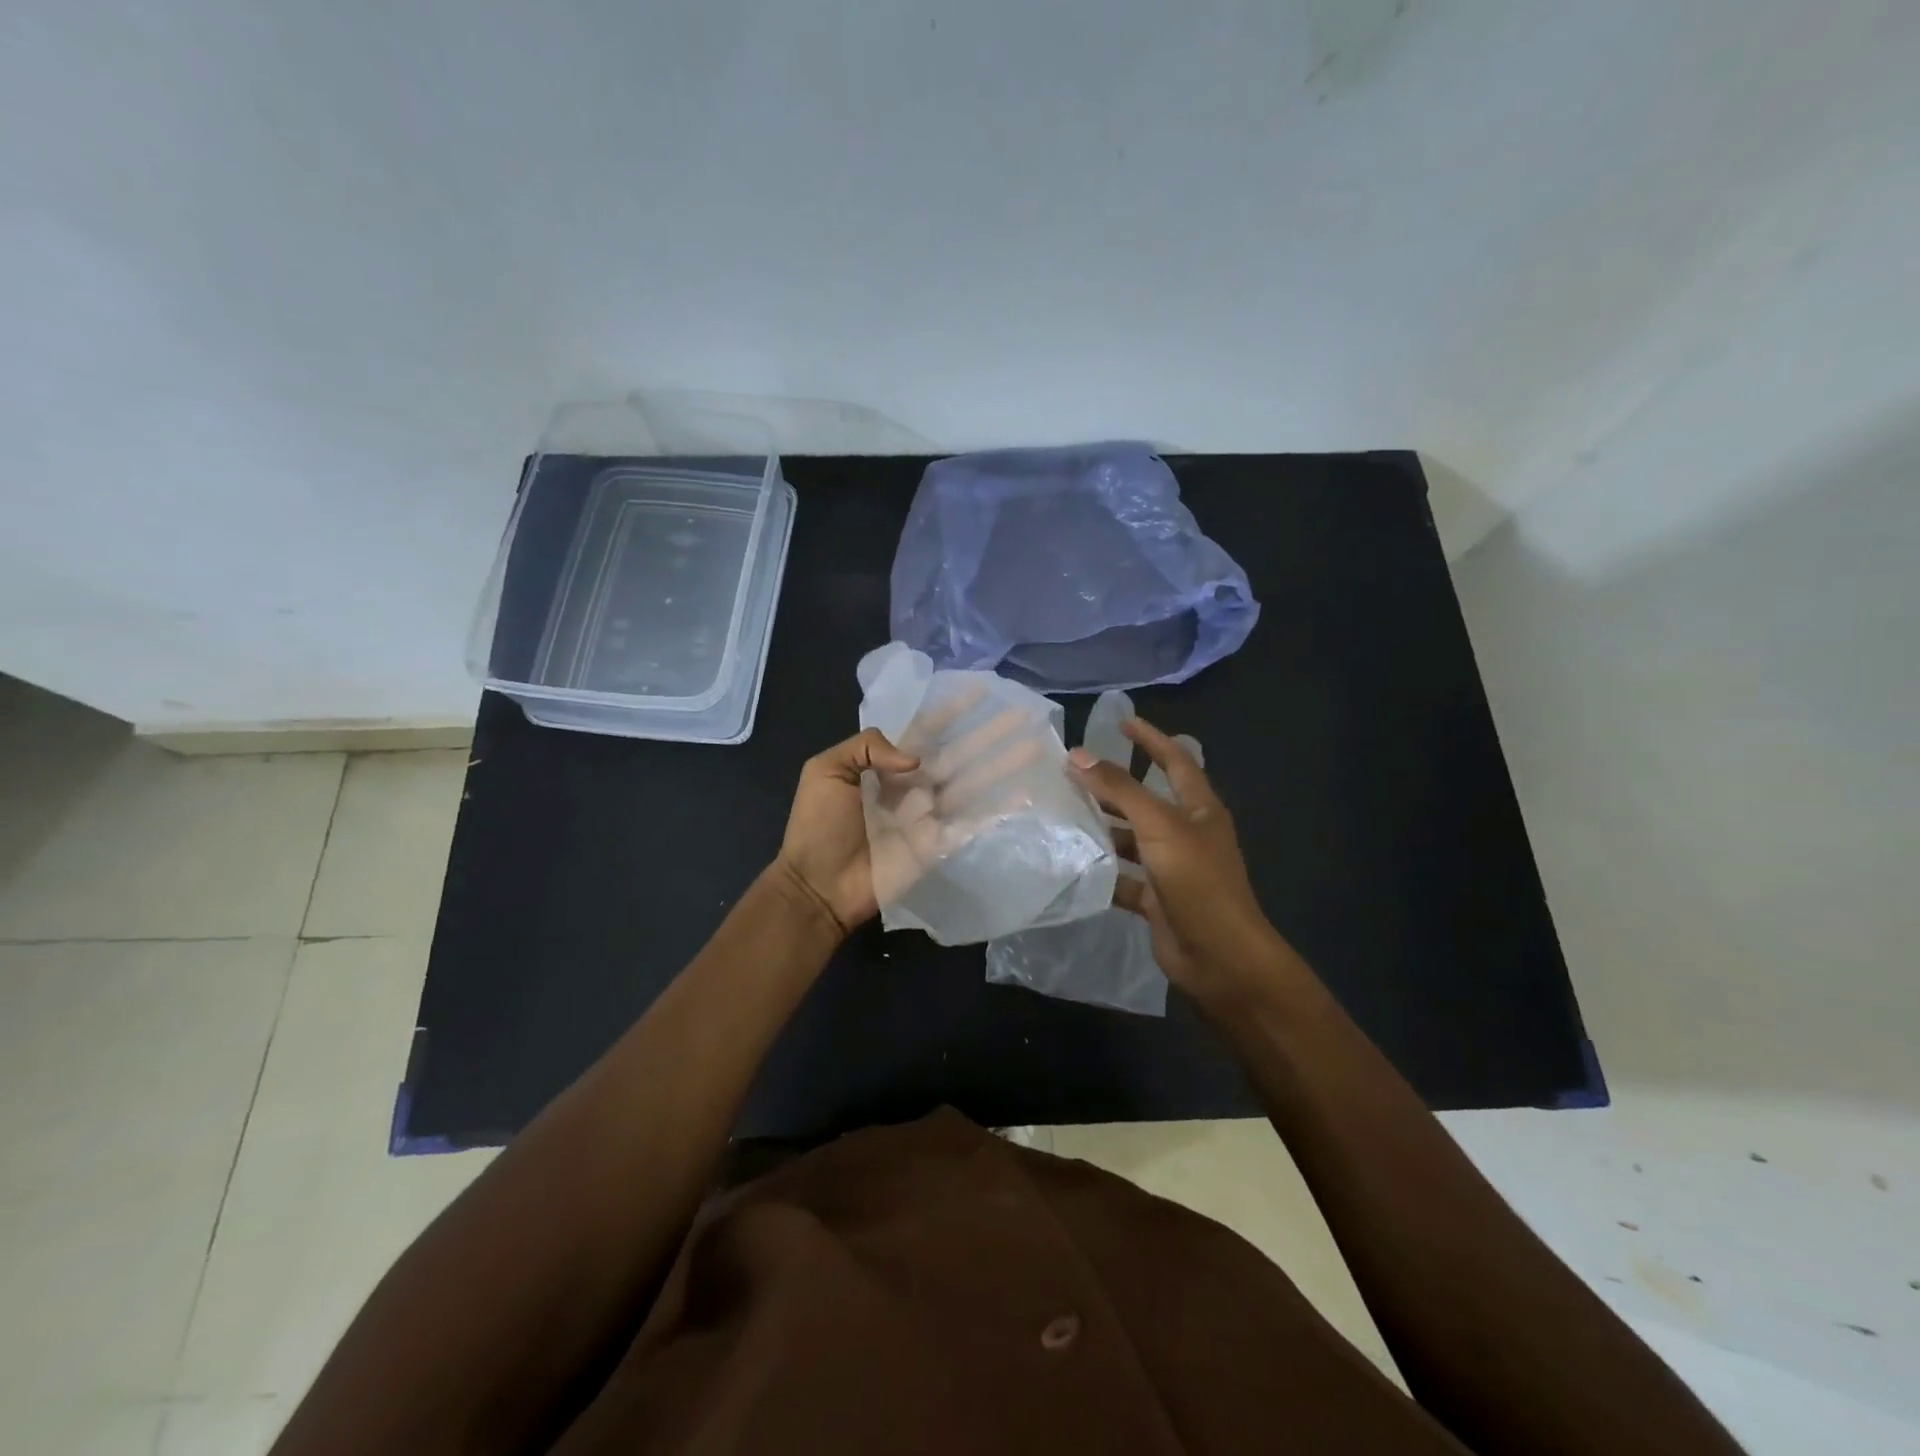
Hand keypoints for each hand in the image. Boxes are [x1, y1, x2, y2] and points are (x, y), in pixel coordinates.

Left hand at [775, 697, 1052, 938]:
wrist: (818, 885)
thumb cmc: (817, 826)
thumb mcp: (825, 770)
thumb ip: (866, 748)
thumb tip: (914, 758)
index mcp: (887, 767)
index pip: (925, 732)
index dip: (951, 712)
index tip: (978, 691)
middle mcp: (914, 786)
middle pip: (958, 754)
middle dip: (988, 734)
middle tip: (1021, 715)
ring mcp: (929, 816)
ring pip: (972, 784)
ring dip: (1002, 766)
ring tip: (1033, 747)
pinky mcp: (938, 845)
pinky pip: (972, 823)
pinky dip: (998, 809)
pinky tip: (1023, 794)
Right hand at [1067, 717, 1290, 1003]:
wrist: (1220, 957)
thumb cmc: (1197, 881)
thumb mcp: (1158, 826)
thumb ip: (1119, 789)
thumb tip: (1076, 755)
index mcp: (1198, 808)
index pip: (1175, 760)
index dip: (1151, 738)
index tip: (1121, 722)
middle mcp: (1186, 833)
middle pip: (1146, 799)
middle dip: (1113, 785)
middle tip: (1072, 772)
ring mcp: (1171, 867)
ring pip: (1131, 838)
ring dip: (1103, 827)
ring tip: (1062, 814)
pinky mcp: (1156, 898)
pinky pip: (1123, 876)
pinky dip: (1102, 869)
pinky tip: (1072, 863)